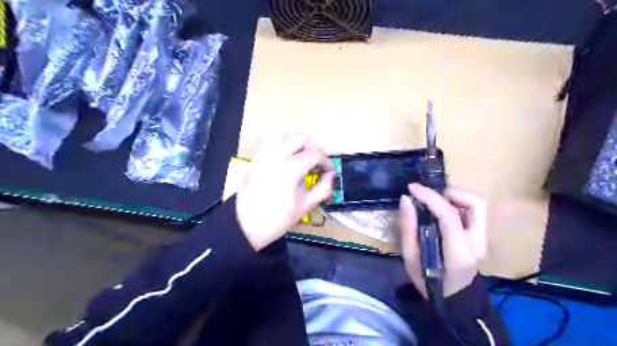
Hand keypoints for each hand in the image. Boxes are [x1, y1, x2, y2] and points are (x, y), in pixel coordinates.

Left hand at [237, 134, 334, 249]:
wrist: (245, 225)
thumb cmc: (277, 219)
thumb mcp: (305, 207)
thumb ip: (322, 188)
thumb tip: (331, 176)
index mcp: (290, 169)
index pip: (314, 154)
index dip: (326, 161)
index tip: (329, 172)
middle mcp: (276, 155)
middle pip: (300, 138)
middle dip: (313, 149)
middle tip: (317, 164)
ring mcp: (263, 155)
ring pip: (284, 135)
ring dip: (297, 143)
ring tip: (302, 158)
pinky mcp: (255, 158)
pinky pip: (271, 142)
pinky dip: (283, 144)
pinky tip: (287, 160)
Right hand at [400, 183, 486, 298]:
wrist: (453, 299)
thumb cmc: (428, 281)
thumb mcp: (410, 258)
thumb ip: (408, 227)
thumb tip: (406, 199)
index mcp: (458, 253)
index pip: (449, 215)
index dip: (430, 197)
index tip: (412, 188)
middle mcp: (477, 243)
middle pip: (476, 204)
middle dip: (450, 193)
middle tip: (429, 197)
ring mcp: (483, 240)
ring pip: (478, 205)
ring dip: (455, 197)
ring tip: (435, 202)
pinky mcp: (481, 237)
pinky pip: (473, 212)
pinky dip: (457, 205)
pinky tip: (441, 211)